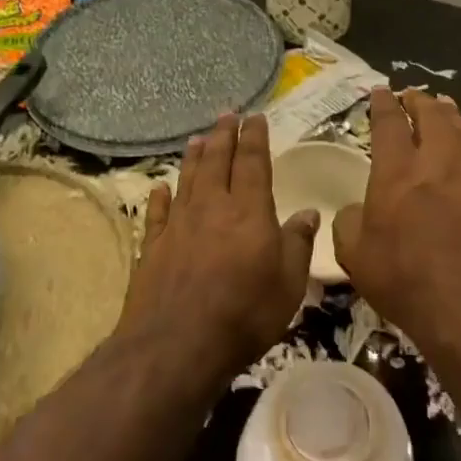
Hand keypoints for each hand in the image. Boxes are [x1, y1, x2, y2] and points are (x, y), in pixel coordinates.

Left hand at [119, 112, 318, 378]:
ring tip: (198, 138)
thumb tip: (308, 212)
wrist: (177, 346)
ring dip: (194, 157)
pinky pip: (157, 213)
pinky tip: (160, 186)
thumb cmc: (244, 314)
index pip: (252, 162)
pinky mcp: (152, 248)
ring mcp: (178, 226)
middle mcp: (211, 208)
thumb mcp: (288, 283)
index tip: (255, 117)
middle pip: (217, 162)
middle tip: (226, 114)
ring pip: (187, 180)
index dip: (254, 138)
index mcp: (248, 211)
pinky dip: (160, 196)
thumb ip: (297, 243)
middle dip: (223, 136)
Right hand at [332, 88, 460, 342]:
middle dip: (420, 101)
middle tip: (413, 96)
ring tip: (443, 107)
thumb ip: (349, 223)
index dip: (384, 104)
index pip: (389, 124)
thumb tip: (357, 211)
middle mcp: (437, 163)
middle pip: (432, 116)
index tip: (381, 93)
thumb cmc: (405, 279)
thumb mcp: (355, 256)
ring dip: (449, 115)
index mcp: (397, 173)